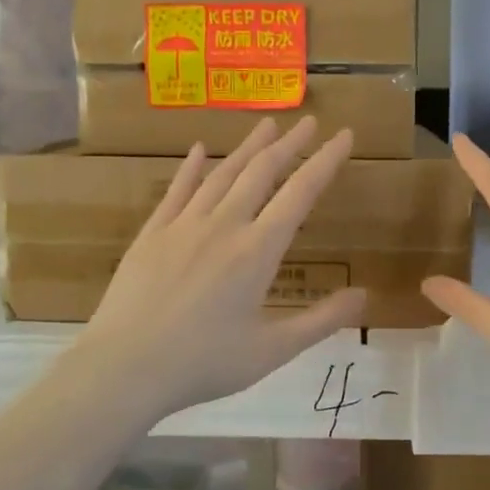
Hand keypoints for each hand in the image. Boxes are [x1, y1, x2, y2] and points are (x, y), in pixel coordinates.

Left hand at [73, 115, 365, 418]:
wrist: (124, 367)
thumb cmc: (203, 363)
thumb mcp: (273, 351)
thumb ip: (321, 321)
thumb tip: (364, 295)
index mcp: (257, 251)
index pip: (300, 193)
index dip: (326, 161)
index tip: (344, 135)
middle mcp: (224, 225)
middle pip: (262, 172)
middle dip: (290, 144)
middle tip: (310, 122)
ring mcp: (184, 225)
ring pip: (223, 174)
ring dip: (249, 148)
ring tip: (268, 126)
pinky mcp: (152, 233)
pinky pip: (177, 190)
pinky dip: (192, 167)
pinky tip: (200, 149)